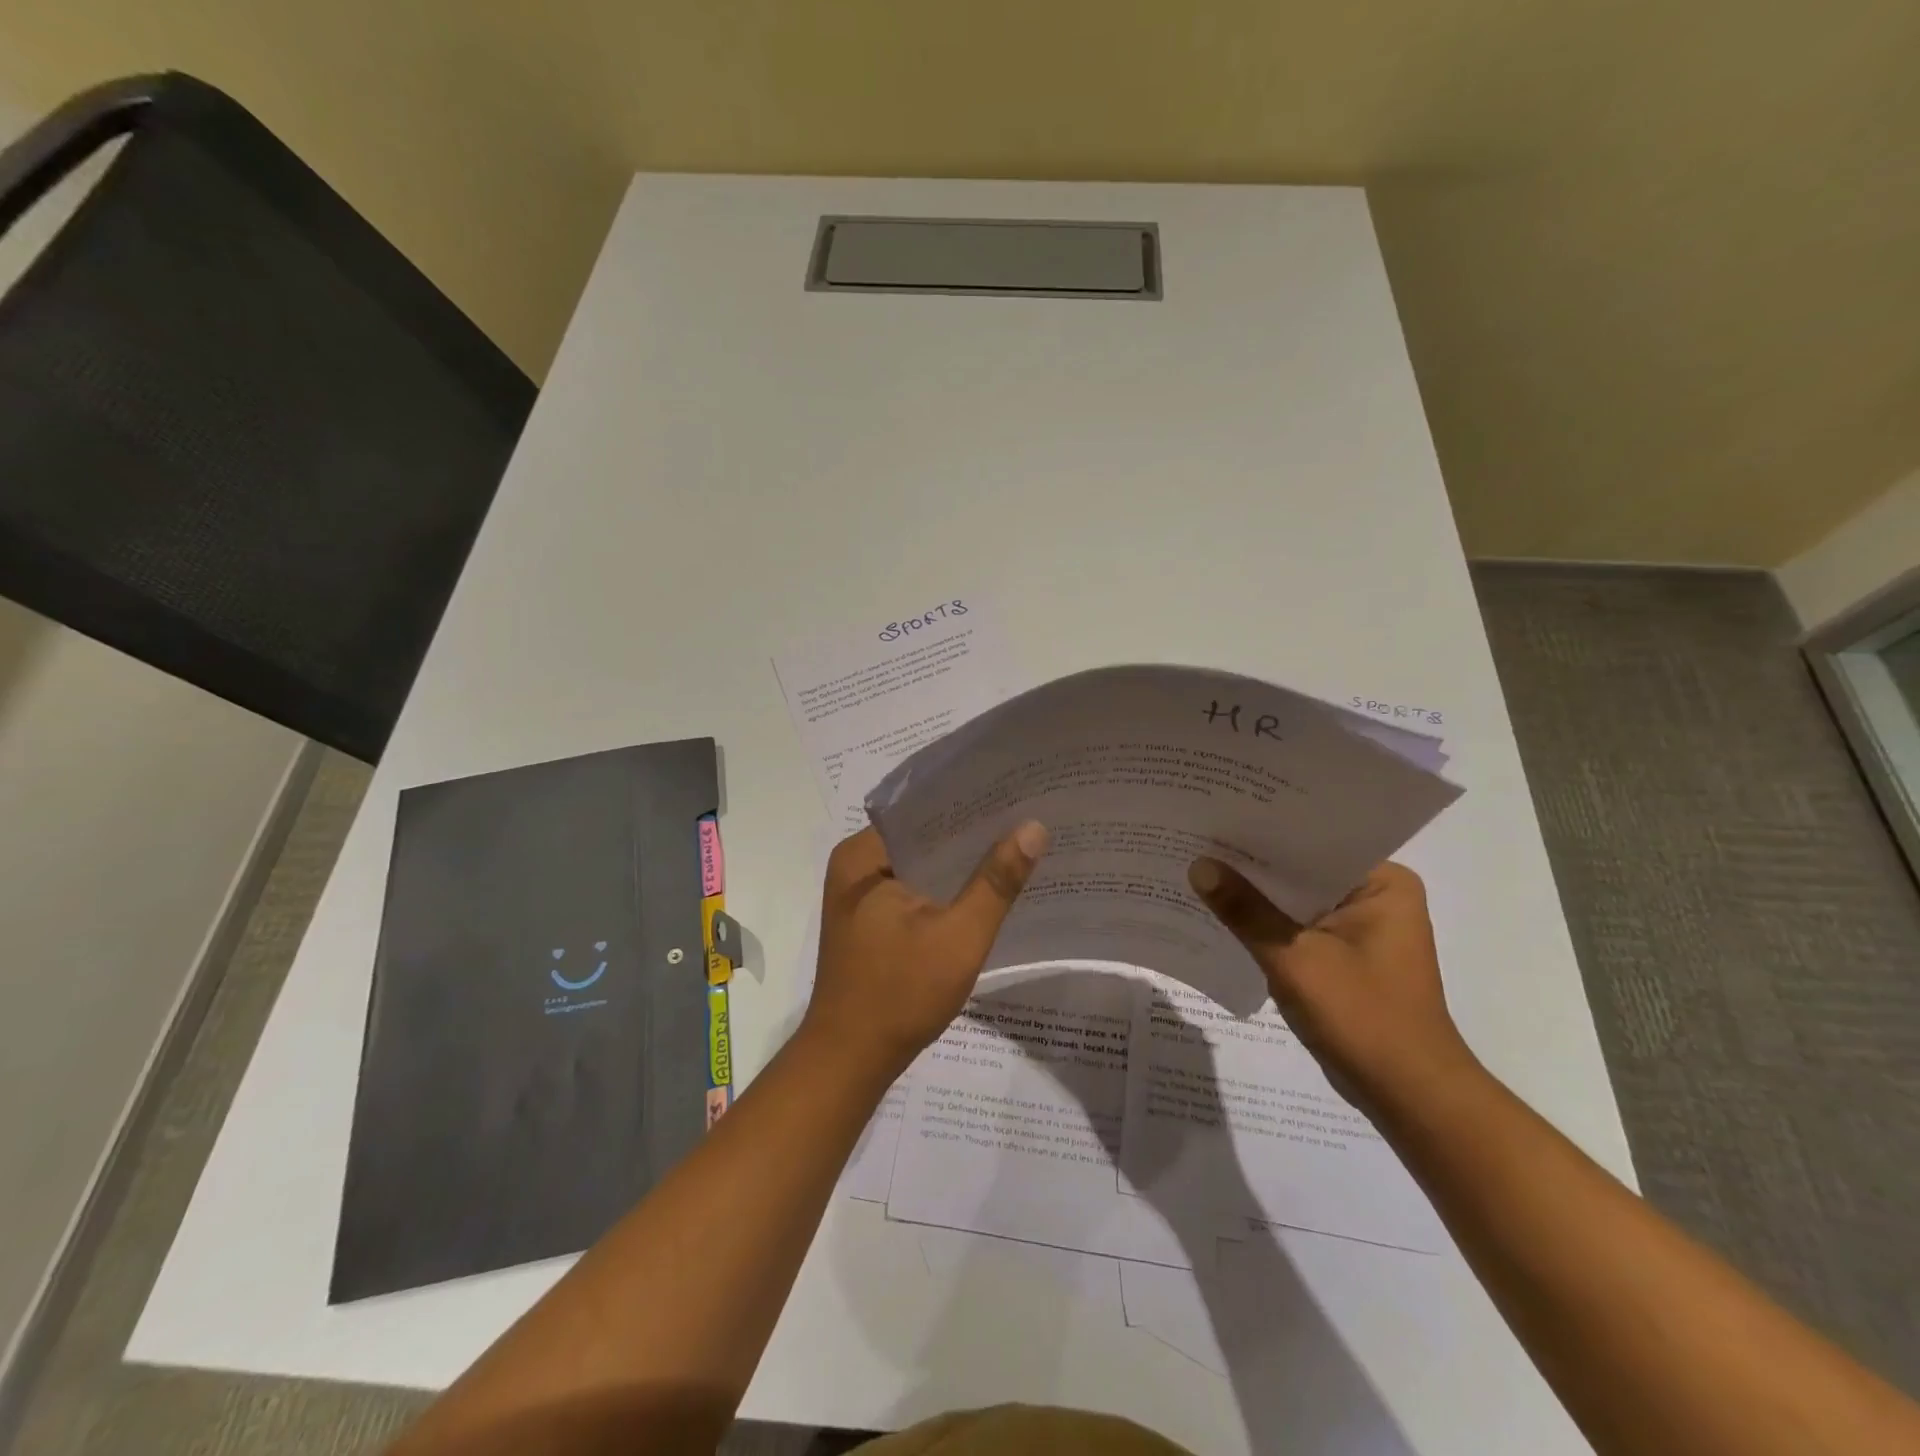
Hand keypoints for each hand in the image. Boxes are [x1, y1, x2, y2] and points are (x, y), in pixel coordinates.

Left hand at [804, 822, 1048, 1076]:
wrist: (850, 1061)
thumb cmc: (900, 995)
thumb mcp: (959, 937)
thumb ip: (996, 882)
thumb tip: (1033, 827)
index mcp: (863, 856)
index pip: (923, 810)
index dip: (971, 803)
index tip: (1017, 795)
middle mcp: (855, 866)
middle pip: (923, 836)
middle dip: (971, 834)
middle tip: (1026, 818)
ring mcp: (859, 894)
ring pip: (921, 864)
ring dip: (960, 863)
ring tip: (1015, 845)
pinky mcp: (869, 919)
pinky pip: (914, 888)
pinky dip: (946, 888)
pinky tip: (985, 889)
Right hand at [1188, 858, 1480, 1116]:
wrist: (1409, 1096)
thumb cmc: (1363, 1017)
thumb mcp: (1294, 959)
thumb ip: (1245, 910)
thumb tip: (1199, 865)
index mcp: (1383, 882)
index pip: (1314, 841)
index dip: (1263, 831)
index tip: (1217, 816)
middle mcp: (1377, 896)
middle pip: (1302, 870)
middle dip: (1254, 864)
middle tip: (1197, 839)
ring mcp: (1362, 929)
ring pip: (1297, 900)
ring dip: (1257, 896)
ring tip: (1200, 869)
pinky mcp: (1346, 957)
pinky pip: (1298, 926)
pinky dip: (1267, 925)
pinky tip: (1223, 915)